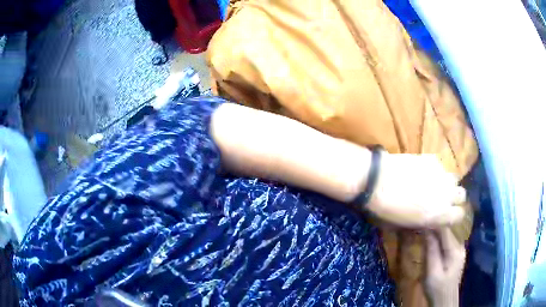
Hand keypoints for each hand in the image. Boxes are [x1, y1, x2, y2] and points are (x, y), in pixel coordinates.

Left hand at [367, 153, 465, 227]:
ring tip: (434, 184)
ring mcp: (441, 174)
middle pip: (461, 194)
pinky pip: (441, 166)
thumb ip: (427, 221)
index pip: (460, 215)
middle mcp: (446, 194)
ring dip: (447, 183)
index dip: (454, 215)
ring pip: (454, 178)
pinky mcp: (433, 159)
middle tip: (442, 198)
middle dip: (454, 197)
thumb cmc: (388, 209)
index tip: (447, 214)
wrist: (377, 180)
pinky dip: (436, 171)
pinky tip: (423, 171)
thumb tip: (432, 219)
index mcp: (440, 214)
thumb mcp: (408, 225)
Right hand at [425, 228, 465, 306]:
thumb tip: (427, 230)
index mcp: (455, 250)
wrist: (444, 301)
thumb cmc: (437, 288)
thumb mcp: (432, 272)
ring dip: (436, 231)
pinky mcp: (455, 254)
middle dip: (434, 225)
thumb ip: (431, 251)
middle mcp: (459, 246)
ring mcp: (458, 250)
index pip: (445, 229)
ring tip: (424, 227)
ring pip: (447, 234)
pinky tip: (431, 238)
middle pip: (447, 230)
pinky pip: (446, 241)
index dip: (434, 221)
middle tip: (421, 221)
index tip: (422, 216)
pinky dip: (438, 238)